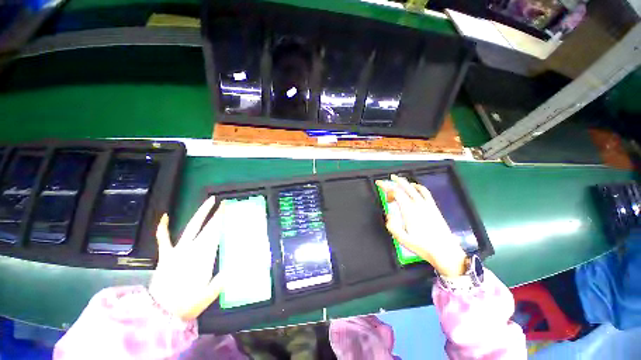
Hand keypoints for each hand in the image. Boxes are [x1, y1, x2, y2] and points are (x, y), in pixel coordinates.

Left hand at [148, 197, 224, 320]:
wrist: (160, 313)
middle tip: (226, 203)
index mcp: (204, 256)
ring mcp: (177, 251)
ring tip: (210, 201)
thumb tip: (242, 262)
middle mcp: (192, 249)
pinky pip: (163, 239)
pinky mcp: (166, 256)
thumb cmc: (189, 303)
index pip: (217, 233)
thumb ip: (226, 277)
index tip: (231, 210)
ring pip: (191, 227)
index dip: (224, 220)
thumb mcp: (211, 292)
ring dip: (201, 213)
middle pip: (208, 227)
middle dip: (218, 214)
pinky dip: (163, 227)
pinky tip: (165, 216)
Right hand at [376, 175, 466, 276]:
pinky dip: (418, 186)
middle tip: (384, 180)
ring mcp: (427, 204)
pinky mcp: (433, 207)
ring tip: (397, 179)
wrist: (444, 251)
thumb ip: (392, 226)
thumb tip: (388, 215)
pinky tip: (414, 187)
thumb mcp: (402, 239)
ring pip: (414, 187)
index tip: (379, 185)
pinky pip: (425, 192)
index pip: (395, 192)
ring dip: (404, 182)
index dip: (386, 187)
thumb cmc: (422, 246)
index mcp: (408, 210)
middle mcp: (417, 204)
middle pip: (404, 187)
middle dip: (393, 181)